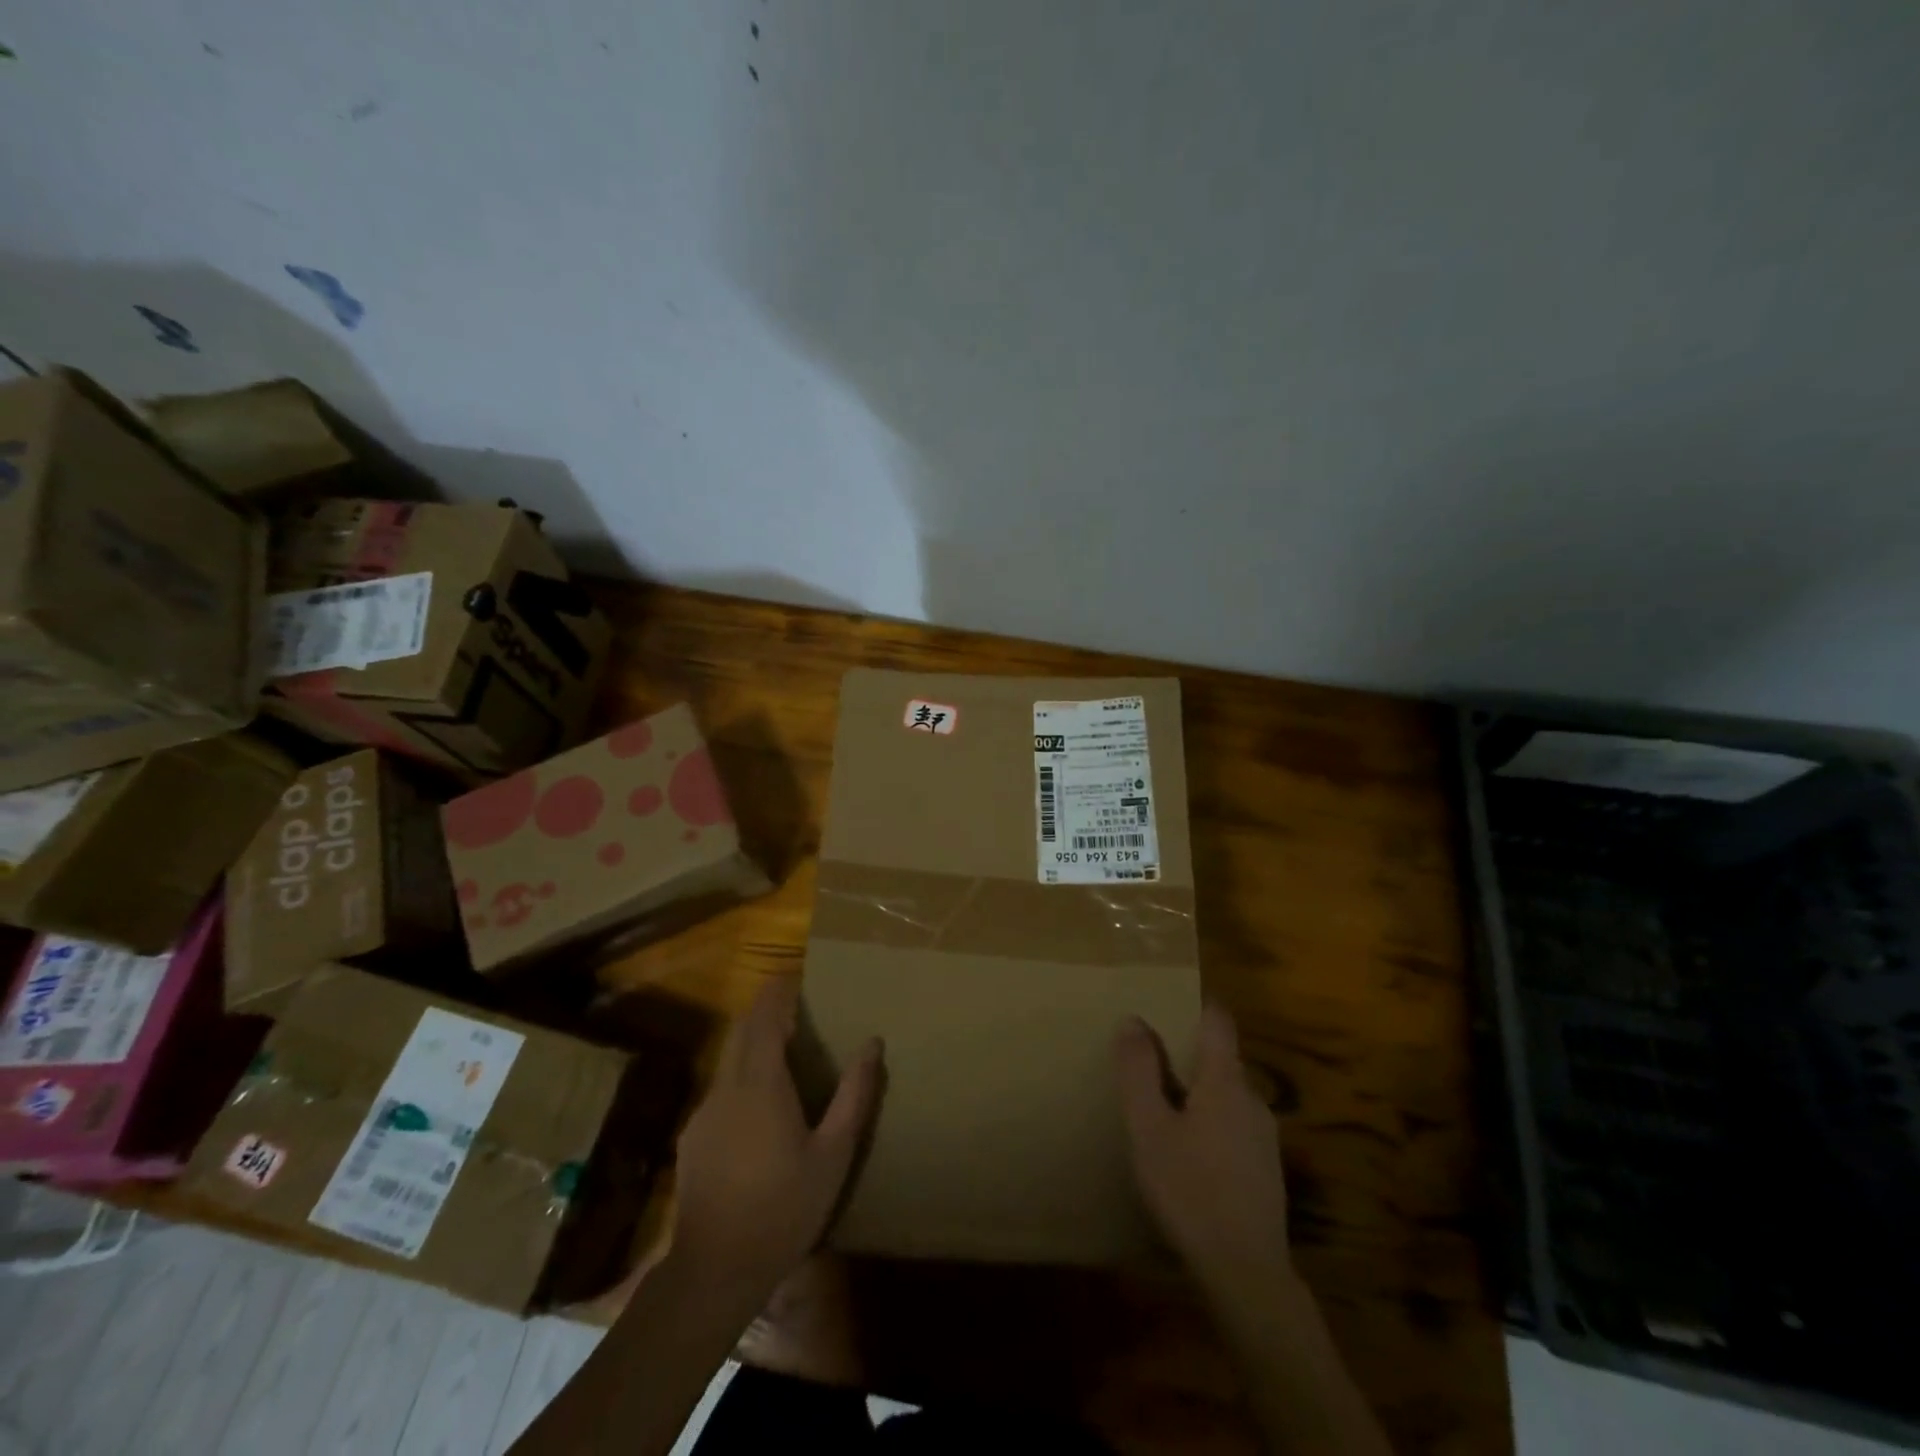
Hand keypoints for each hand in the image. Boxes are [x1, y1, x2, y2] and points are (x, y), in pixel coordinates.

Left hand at [671, 977, 882, 1295]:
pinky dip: (742, 1081)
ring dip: (754, 1047)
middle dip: (766, 1012)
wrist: (715, 1270)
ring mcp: (704, 1112)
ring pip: (730, 1061)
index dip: (777, 991)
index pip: (763, 1017)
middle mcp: (727, 1086)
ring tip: (786, 1060)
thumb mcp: (833, 1154)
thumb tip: (872, 1043)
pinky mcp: (693, 1137)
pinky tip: (761, 1114)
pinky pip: (721, 1091)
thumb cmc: (784, 1208)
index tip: (796, 975)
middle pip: (742, 1031)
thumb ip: (854, 1094)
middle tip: (798, 1011)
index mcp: (761, 1083)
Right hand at [1115, 1003, 1293, 1290]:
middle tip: (1151, 1061)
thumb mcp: (1148, 1128)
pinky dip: (1211, 1120)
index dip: (1196, 1004)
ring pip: (1228, 1094)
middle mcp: (1252, 1098)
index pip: (1218, 1020)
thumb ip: (1139, 1071)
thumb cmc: (1190, 1189)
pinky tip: (1189, 1152)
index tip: (1169, 1000)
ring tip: (1164, 1107)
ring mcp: (1265, 1135)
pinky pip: (1235, 1124)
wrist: (1246, 1272)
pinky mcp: (1266, 1168)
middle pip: (1221, 1058)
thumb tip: (1133, 1019)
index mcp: (1225, 1081)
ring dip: (1199, 1090)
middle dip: (1188, 1052)